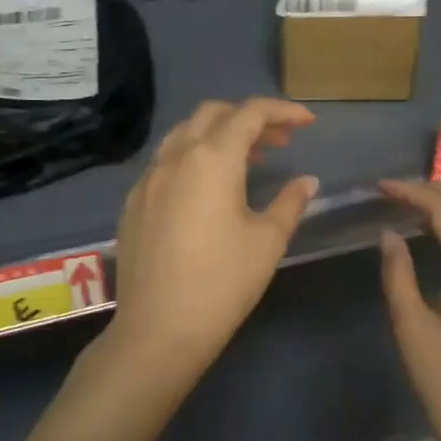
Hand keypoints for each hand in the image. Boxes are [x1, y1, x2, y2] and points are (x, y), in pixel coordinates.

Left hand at [99, 98, 318, 391]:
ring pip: (184, 134)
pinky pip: (166, 162)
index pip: (250, 114)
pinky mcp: (133, 202)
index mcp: (211, 158)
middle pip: (213, 114)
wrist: (159, 329)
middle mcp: (175, 157)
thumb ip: (289, 202)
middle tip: (279, 141)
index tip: (307, 123)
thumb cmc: (222, 282)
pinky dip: (192, 158)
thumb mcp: (267, 241)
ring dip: (218, 135)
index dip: (282, 111)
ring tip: (247, 159)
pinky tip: (207, 189)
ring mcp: (148, 179)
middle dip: (249, 118)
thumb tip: (306, 181)